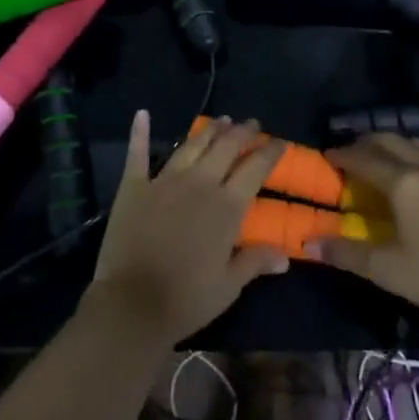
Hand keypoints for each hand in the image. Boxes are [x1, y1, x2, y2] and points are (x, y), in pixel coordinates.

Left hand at [89, 111, 287, 344]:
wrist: (132, 304)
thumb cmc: (186, 299)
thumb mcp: (228, 286)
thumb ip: (255, 262)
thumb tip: (286, 255)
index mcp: (226, 206)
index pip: (255, 168)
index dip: (270, 152)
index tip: (279, 142)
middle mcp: (199, 183)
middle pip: (225, 147)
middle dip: (242, 132)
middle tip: (251, 123)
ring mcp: (164, 180)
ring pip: (192, 145)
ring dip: (209, 130)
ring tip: (221, 120)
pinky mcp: (134, 186)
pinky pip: (138, 153)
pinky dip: (140, 132)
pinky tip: (143, 115)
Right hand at [307, 134, 418, 326]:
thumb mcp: (388, 270)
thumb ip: (347, 253)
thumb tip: (310, 243)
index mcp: (403, 182)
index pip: (364, 158)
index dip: (343, 155)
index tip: (327, 156)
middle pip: (391, 140)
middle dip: (367, 143)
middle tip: (351, 154)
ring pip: (417, 144)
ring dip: (395, 146)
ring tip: (383, 160)